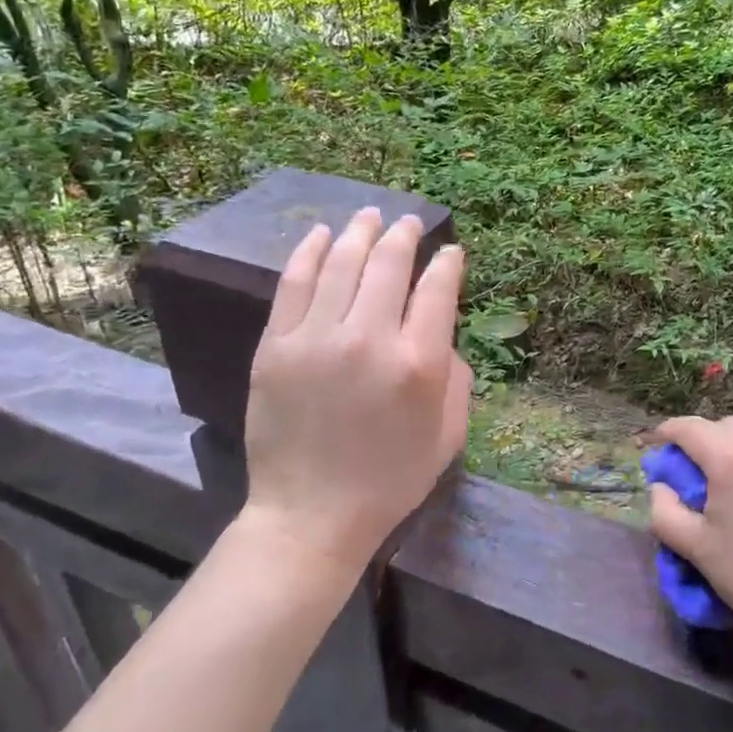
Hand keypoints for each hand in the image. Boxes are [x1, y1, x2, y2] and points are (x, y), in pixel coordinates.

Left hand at [238, 208, 470, 578]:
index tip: (450, 252)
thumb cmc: (389, 479)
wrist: (311, 515)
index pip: (437, 290)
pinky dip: (310, 252)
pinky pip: (294, 284)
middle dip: (404, 235)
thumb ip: (456, 377)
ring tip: (370, 215)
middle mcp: (370, 339)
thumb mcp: (448, 436)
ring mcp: (317, 338)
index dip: (446, 263)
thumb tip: (438, 333)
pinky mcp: (277, 346)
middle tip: (408, 222)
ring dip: (360, 233)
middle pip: (389, 264)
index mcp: (419, 364)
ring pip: (342, 264)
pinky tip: (322, 235)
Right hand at [648, 416, 732, 659]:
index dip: (667, 433)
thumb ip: (664, 510)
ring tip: (730, 485)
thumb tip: (661, 488)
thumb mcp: (694, 547)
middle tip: (692, 471)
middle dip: (703, 440)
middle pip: (724, 427)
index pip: (690, 428)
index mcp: (732, 458)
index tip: (656, 447)